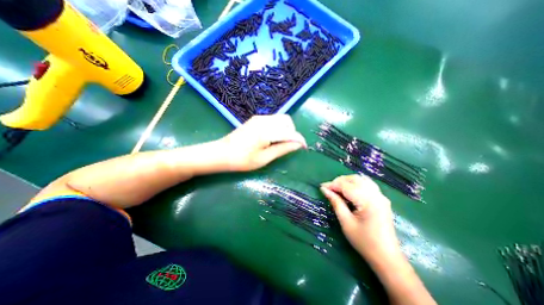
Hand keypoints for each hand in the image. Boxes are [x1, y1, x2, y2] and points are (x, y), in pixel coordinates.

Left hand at [219, 114, 306, 170]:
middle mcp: (264, 121)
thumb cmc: (242, 160)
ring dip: (286, 129)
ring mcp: (259, 118)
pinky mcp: (256, 119)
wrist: (222, 153)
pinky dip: (278, 127)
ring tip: (281, 143)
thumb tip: (298, 145)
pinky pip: (273, 120)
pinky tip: (272, 138)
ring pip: (281, 119)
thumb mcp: (264, 158)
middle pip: (287, 121)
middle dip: (292, 132)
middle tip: (289, 145)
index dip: (299, 140)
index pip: (290, 133)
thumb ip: (282, 149)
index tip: (304, 147)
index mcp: (266, 132)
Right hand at [319, 176, 400, 262]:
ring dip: (347, 181)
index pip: (346, 186)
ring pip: (361, 179)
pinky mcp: (382, 199)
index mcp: (367, 201)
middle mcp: (376, 195)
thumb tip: (324, 189)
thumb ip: (336, 202)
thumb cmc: (364, 242)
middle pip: (354, 179)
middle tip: (329, 189)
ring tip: (337, 189)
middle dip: (339, 181)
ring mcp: (381, 196)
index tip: (321, 187)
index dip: (332, 184)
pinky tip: (350, 190)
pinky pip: (367, 184)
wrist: (387, 257)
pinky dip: (356, 184)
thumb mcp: (346, 222)